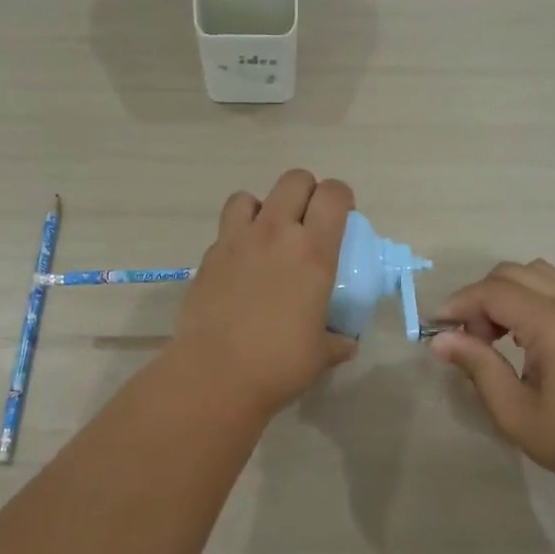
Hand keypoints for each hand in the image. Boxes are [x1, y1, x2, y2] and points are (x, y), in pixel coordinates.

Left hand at [167, 170, 357, 419]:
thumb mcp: (321, 354)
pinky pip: (225, 229)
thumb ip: (337, 341)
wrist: (216, 373)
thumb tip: (346, 343)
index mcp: (313, 252)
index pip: (333, 194)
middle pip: (294, 180)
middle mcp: (275, 234)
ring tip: (266, 236)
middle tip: (307, 222)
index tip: (342, 218)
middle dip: (306, 192)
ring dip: (263, 208)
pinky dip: (236, 236)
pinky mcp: (208, 256)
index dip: (341, 198)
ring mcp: (237, 241)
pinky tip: (240, 266)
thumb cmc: (279, 364)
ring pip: (249, 196)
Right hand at [431, 260, 554, 506]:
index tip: (435, 330)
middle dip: (480, 298)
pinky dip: (529, 299)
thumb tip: (441, 340)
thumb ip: (478, 367)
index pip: (494, 292)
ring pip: (536, 273)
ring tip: (495, 337)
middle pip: (512, 273)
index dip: (458, 305)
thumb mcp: (515, 412)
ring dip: (505, 295)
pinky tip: (523, 338)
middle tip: (470, 340)